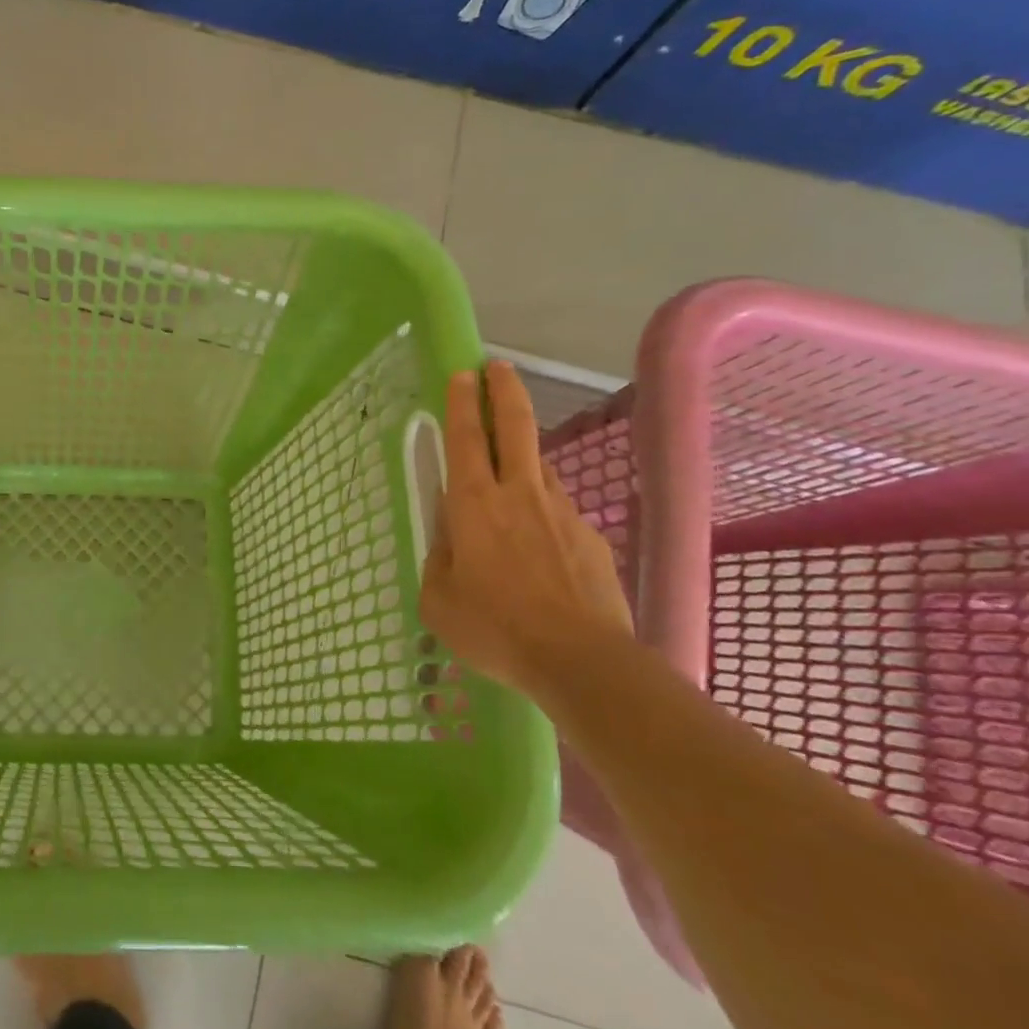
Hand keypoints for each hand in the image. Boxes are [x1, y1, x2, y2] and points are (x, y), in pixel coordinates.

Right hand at [418, 361, 632, 701]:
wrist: (581, 661)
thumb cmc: (494, 628)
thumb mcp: (438, 599)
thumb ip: (440, 557)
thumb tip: (451, 537)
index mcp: (474, 504)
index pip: (467, 438)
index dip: (463, 402)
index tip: (463, 373)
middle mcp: (519, 494)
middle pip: (516, 427)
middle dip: (505, 390)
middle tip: (497, 367)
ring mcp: (561, 513)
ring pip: (539, 467)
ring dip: (523, 453)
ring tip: (509, 469)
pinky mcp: (590, 537)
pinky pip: (557, 510)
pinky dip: (541, 511)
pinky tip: (537, 546)